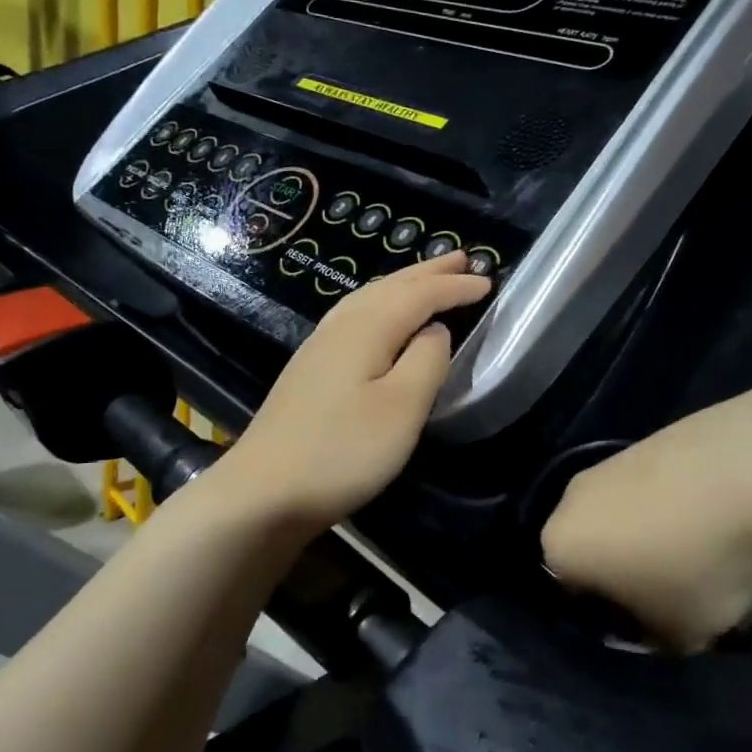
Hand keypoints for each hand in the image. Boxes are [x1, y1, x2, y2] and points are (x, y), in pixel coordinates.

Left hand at [217, 253, 490, 531]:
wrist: (264, 491)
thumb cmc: (343, 451)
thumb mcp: (402, 408)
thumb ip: (427, 361)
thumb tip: (436, 330)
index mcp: (366, 328)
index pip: (419, 295)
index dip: (454, 287)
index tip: (488, 282)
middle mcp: (340, 326)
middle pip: (390, 287)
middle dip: (428, 273)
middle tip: (461, 260)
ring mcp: (319, 347)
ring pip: (368, 299)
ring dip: (404, 285)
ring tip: (428, 278)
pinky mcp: (310, 369)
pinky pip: (356, 317)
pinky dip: (381, 305)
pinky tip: (380, 318)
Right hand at [540, 404, 751, 651]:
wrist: (742, 472)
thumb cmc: (695, 563)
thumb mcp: (681, 633)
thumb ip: (655, 639)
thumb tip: (655, 625)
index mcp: (559, 548)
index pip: (574, 596)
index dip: (615, 618)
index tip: (654, 625)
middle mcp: (568, 500)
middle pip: (596, 551)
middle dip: (629, 572)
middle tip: (675, 590)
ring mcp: (606, 464)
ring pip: (624, 517)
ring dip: (653, 537)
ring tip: (703, 552)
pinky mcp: (644, 440)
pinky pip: (652, 490)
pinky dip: (674, 506)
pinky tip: (715, 518)